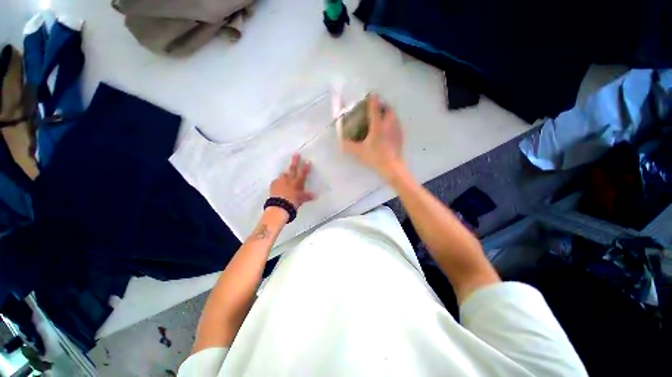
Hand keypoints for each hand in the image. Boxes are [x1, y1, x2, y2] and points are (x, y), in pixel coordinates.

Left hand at [270, 154, 315, 207]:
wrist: (279, 206)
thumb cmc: (293, 203)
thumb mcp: (301, 200)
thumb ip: (307, 196)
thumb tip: (315, 196)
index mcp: (297, 183)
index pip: (303, 173)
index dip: (306, 167)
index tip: (308, 160)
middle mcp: (289, 180)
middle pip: (293, 169)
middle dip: (295, 161)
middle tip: (296, 153)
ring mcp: (280, 181)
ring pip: (284, 174)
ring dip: (285, 174)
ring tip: (285, 174)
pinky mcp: (273, 184)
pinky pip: (277, 181)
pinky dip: (279, 182)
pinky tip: (279, 184)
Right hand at [342, 95, 403, 179]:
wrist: (393, 167)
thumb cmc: (376, 157)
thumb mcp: (359, 152)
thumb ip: (348, 146)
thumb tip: (339, 142)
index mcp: (378, 125)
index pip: (375, 107)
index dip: (372, 99)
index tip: (370, 95)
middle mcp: (389, 123)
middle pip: (388, 108)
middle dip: (382, 105)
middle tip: (375, 108)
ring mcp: (396, 129)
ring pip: (394, 115)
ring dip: (387, 112)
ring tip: (381, 117)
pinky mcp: (400, 135)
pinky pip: (396, 123)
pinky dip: (391, 121)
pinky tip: (387, 129)